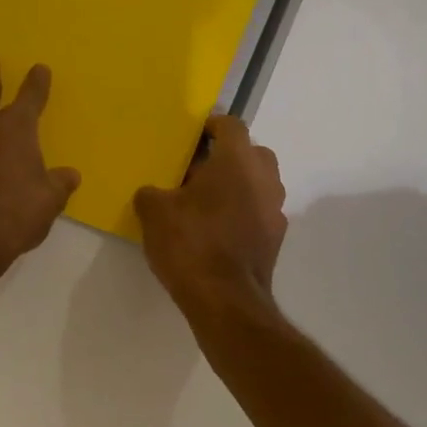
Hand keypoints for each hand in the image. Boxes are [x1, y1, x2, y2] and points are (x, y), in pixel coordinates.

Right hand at [134, 114, 287, 318]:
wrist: (226, 301)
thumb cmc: (191, 244)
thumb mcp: (154, 213)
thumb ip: (151, 193)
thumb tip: (153, 193)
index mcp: (237, 161)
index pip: (231, 125)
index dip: (210, 125)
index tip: (191, 136)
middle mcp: (264, 178)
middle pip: (250, 152)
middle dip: (226, 156)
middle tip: (196, 169)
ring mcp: (275, 210)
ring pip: (257, 183)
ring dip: (236, 185)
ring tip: (203, 201)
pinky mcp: (275, 239)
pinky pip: (258, 211)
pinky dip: (241, 212)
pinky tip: (216, 229)